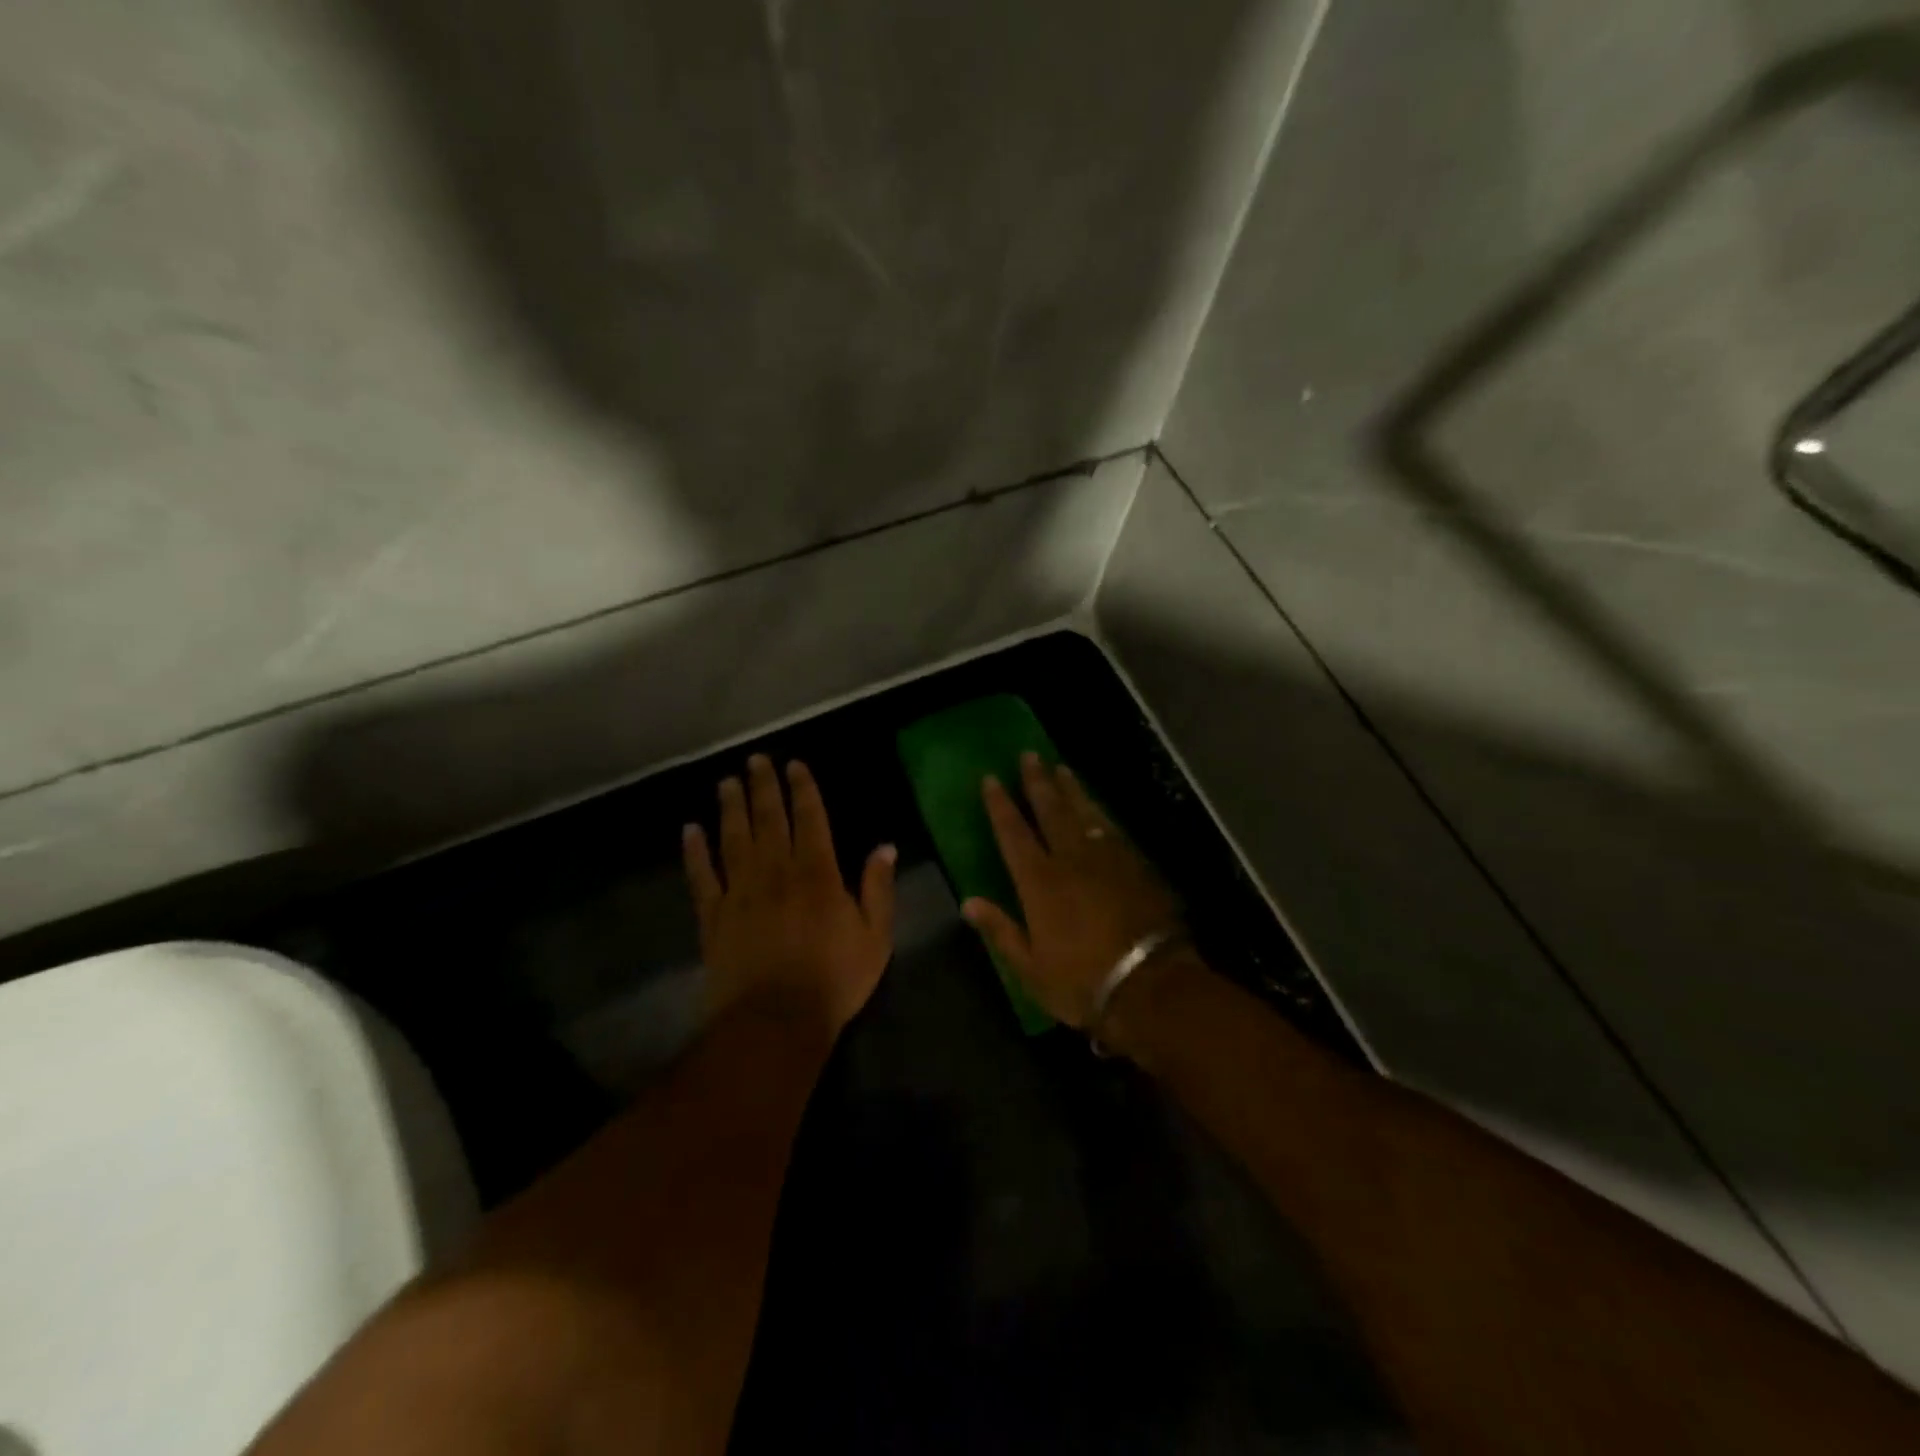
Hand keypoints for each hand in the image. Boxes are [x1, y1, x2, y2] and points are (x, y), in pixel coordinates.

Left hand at [683, 755, 896, 1036]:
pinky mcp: (714, 916)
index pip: (810, 819)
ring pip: (734, 838)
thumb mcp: (876, 936)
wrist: (775, 1022)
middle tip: (755, 759)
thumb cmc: (834, 980)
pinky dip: (695, 851)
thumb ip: (878, 888)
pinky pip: (702, 876)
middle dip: (763, 786)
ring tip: (726, 781)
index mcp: (818, 874)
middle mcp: (776, 872)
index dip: (802, 789)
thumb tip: (885, 847)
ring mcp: (741, 892)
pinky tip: (691, 830)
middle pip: (768, 819)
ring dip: (730, 807)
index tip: (794, 765)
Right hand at [962, 753, 1181, 1027]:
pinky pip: (1111, 828)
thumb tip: (968, 902)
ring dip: (1071, 789)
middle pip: (1051, 810)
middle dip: (1037, 781)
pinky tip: (1096, 806)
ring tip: (1061, 768)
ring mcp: (1107, 859)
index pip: (1013, 833)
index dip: (1000, 804)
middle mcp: (1071, 859)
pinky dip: (1099, 812)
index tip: (991, 778)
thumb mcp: (1030, 967)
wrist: (1150, 985)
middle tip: (1029, 754)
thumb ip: (1000, 929)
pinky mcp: (1135, 865)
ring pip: (1084, 813)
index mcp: (1040, 882)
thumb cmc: (1082, 982)